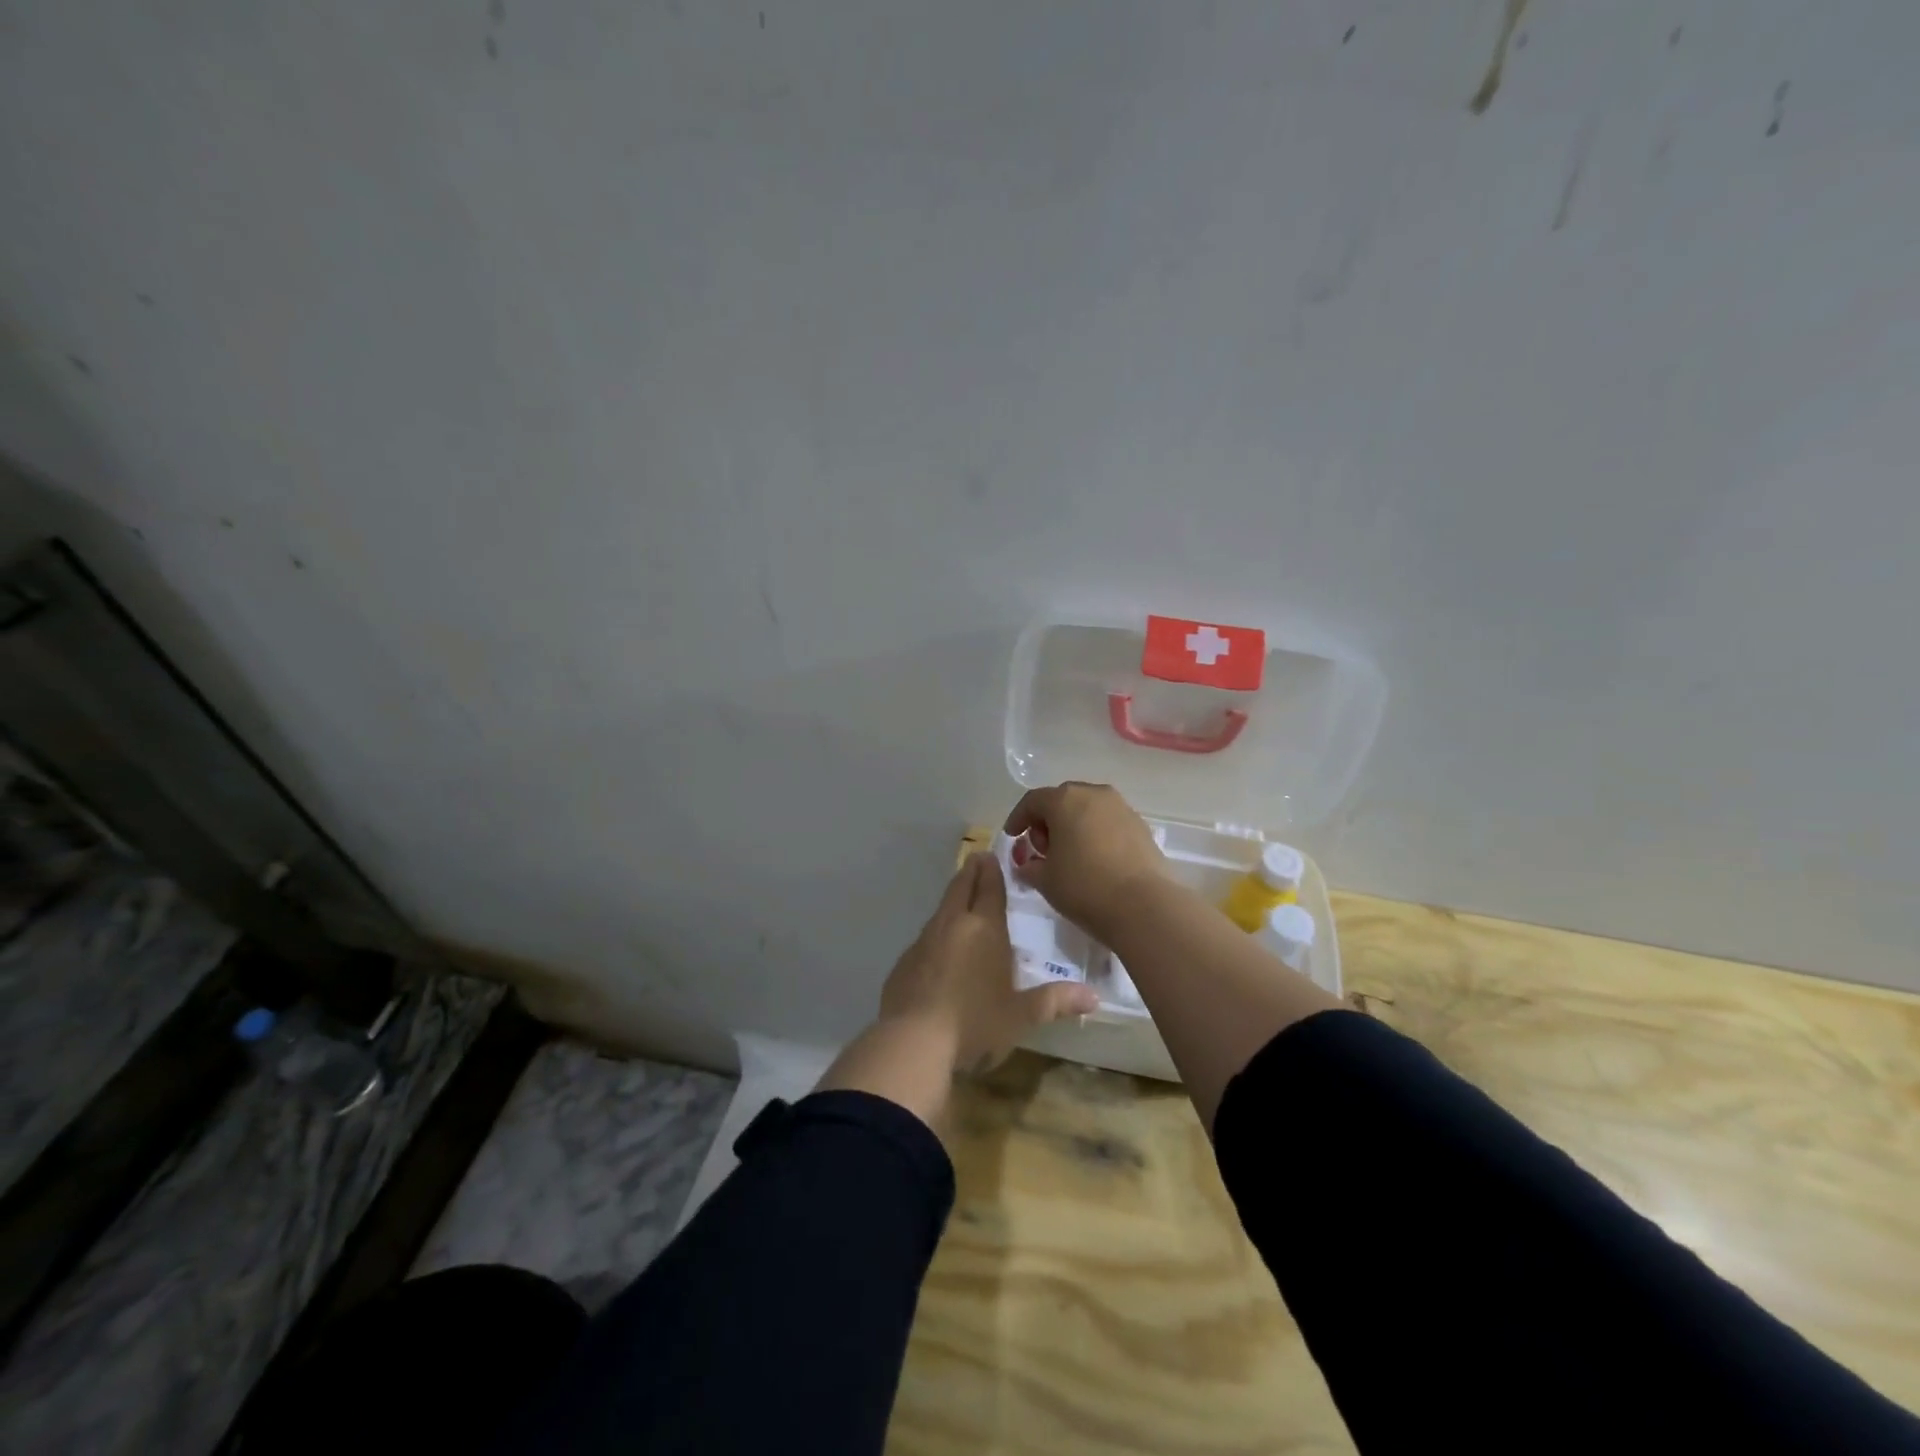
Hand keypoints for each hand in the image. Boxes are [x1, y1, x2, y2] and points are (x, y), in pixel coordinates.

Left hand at [880, 851, 1097, 1070]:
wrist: (913, 1042)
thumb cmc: (975, 1022)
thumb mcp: (1021, 1015)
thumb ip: (1055, 1001)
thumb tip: (1094, 997)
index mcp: (984, 928)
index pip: (989, 887)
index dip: (991, 870)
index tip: (991, 855)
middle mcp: (952, 924)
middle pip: (960, 887)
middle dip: (971, 872)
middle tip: (977, 860)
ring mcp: (923, 941)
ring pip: (941, 910)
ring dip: (953, 901)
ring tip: (963, 901)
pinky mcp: (904, 962)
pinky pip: (925, 938)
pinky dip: (937, 934)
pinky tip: (940, 951)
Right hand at [1003, 782, 1165, 942]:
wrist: (1143, 905)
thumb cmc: (1084, 887)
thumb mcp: (1045, 880)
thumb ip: (1030, 866)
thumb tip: (1027, 864)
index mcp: (1064, 800)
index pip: (1033, 801)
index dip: (1018, 818)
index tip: (1012, 836)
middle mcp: (1094, 794)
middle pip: (1062, 800)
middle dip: (1047, 821)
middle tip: (1042, 848)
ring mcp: (1121, 807)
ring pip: (1088, 809)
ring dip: (1074, 826)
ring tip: (1069, 855)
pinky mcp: (1141, 826)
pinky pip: (1108, 822)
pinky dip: (1096, 834)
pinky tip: (1094, 859)